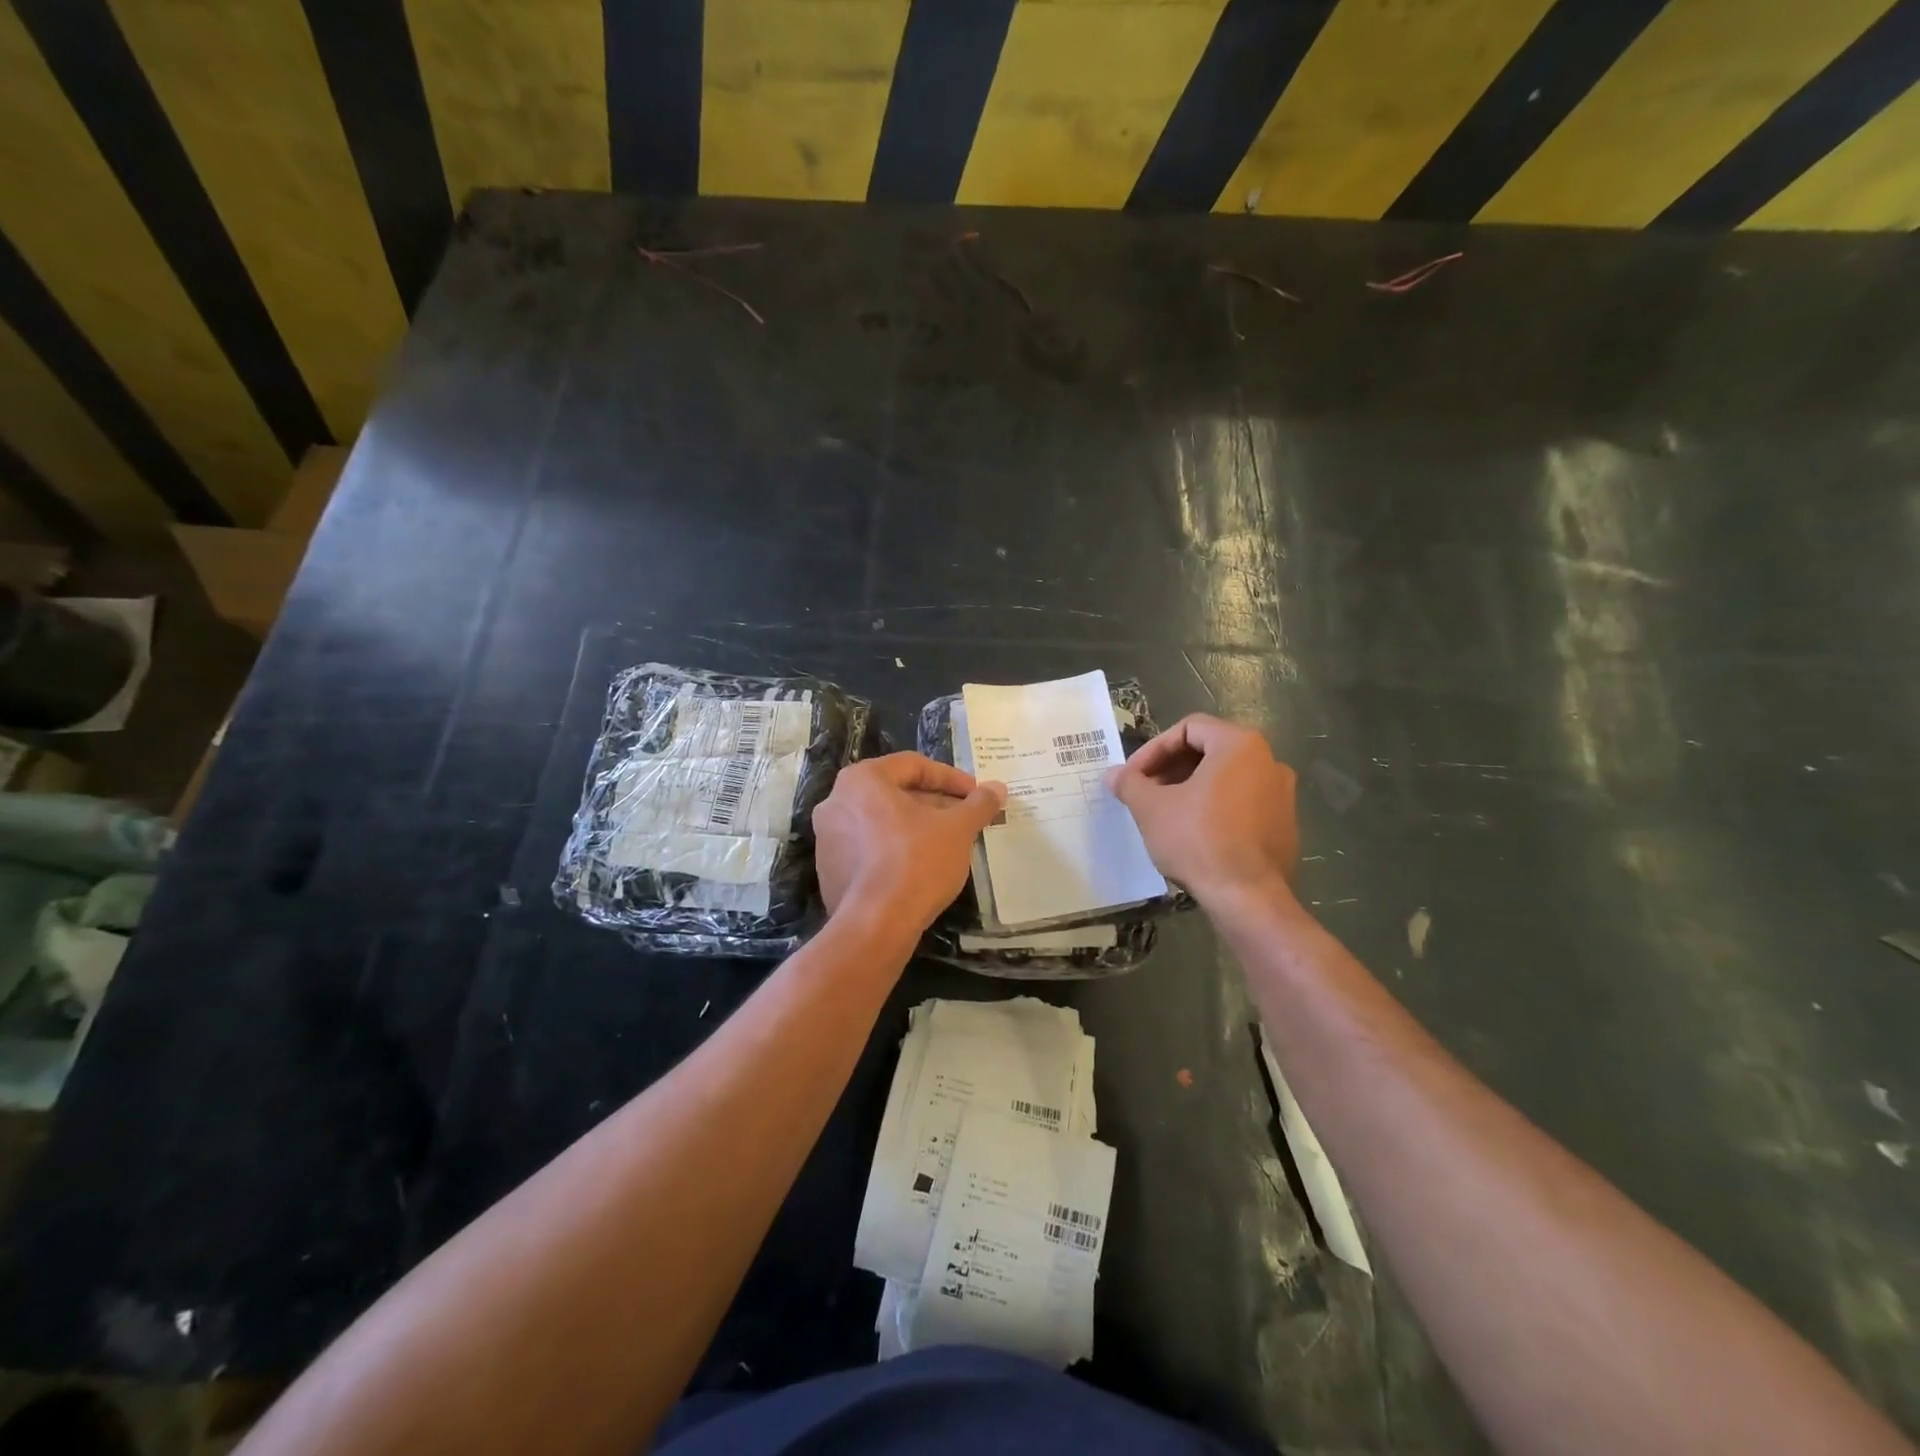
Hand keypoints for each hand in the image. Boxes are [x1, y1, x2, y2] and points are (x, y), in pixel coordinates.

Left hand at [813, 754, 1006, 933]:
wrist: (876, 924)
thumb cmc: (916, 861)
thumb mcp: (957, 829)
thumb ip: (978, 804)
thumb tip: (998, 788)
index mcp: (862, 779)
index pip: (913, 766)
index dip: (951, 778)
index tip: (976, 795)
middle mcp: (836, 801)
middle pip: (895, 792)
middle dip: (934, 803)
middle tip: (965, 818)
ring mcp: (827, 838)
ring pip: (881, 820)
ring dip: (915, 826)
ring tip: (948, 843)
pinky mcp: (829, 870)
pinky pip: (868, 848)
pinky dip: (895, 849)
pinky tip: (921, 867)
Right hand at [1106, 714, 1297, 908]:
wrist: (1248, 897)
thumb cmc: (1198, 840)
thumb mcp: (1151, 808)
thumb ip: (1129, 784)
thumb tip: (1112, 775)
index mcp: (1240, 745)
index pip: (1188, 728)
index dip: (1153, 749)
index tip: (1133, 776)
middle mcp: (1268, 760)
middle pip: (1209, 750)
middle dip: (1170, 768)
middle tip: (1145, 792)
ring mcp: (1281, 793)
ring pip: (1225, 777)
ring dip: (1190, 787)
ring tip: (1164, 813)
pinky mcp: (1285, 823)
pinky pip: (1242, 801)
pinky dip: (1215, 807)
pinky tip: (1193, 833)